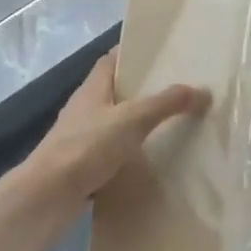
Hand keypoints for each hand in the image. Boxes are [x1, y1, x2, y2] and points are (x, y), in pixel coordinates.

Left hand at [3, 52, 209, 239]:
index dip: (134, 53)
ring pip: (114, 123)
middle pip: (116, 91)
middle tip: (177, 89)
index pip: (112, 60)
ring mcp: (80, 138)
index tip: (162, 53)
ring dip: (137, 123)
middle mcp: (85, 109)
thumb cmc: (87, 146)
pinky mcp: (81, 165)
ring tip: (171, 123)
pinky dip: (130, 153)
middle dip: (143, 89)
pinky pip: (111, 152)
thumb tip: (203, 90)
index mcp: (93, 88)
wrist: (47, 197)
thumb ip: (166, 103)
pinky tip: (150, 159)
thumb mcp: (132, 119)